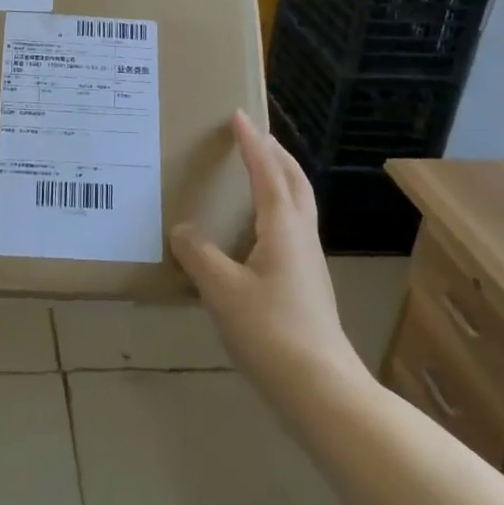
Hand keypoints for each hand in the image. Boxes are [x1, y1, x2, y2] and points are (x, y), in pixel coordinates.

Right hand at [172, 111, 364, 396]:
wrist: (320, 388)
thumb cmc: (270, 331)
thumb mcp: (221, 290)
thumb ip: (198, 254)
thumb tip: (182, 230)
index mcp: (283, 227)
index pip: (266, 171)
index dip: (251, 142)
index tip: (238, 115)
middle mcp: (301, 235)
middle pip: (294, 181)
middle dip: (275, 153)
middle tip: (253, 135)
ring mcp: (308, 260)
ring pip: (298, 203)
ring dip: (280, 177)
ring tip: (257, 171)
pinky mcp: (307, 282)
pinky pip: (292, 226)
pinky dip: (277, 206)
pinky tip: (257, 228)